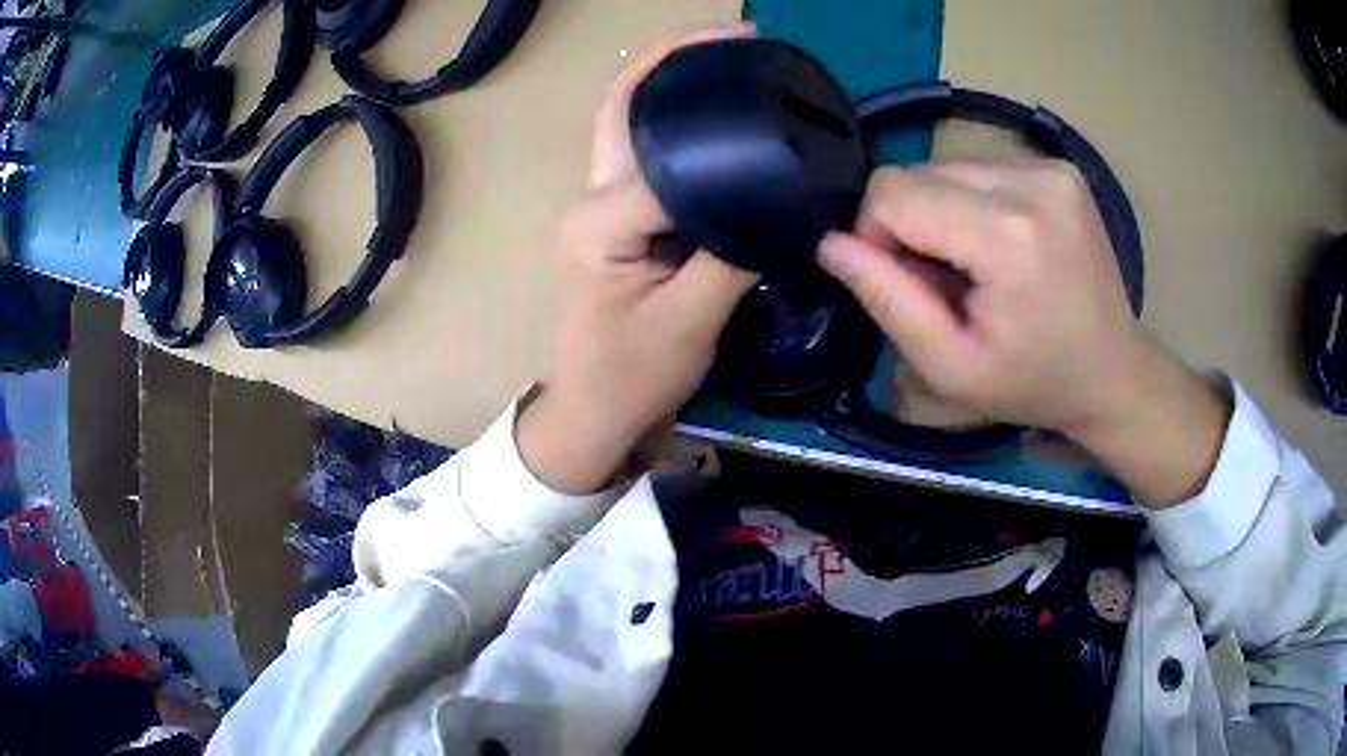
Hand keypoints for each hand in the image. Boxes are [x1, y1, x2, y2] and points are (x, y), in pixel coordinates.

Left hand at [518, 25, 758, 493]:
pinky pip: (645, 155)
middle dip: (675, 61)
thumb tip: (782, 204)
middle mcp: (591, 199)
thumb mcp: (693, 322)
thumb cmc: (631, 379)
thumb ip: (735, 255)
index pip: (669, 154)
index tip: (767, 81)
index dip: (720, 120)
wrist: (590, 415)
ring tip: (732, 61)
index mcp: (602, 221)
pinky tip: (718, 118)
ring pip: (630, 123)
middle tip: (738, 39)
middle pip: (625, 106)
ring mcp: (597, 206)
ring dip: (673, 82)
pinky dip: (677, 124)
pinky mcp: (613, 219)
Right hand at [819, 160, 1229, 506]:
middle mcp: (1031, 181)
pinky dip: (971, 203)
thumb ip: (887, 300)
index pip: (893, 192)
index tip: (900, 281)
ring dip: (940, 212)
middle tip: (943, 282)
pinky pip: (980, 167)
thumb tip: (832, 244)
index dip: (874, 234)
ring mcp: (1050, 167)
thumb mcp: (950, 368)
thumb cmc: (1034, 382)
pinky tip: (998, 245)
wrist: (1113, 371)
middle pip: (918, 172)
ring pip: (945, 166)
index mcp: (1008, 234)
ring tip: (975, 266)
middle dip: (909, 224)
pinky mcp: (1059, 166)